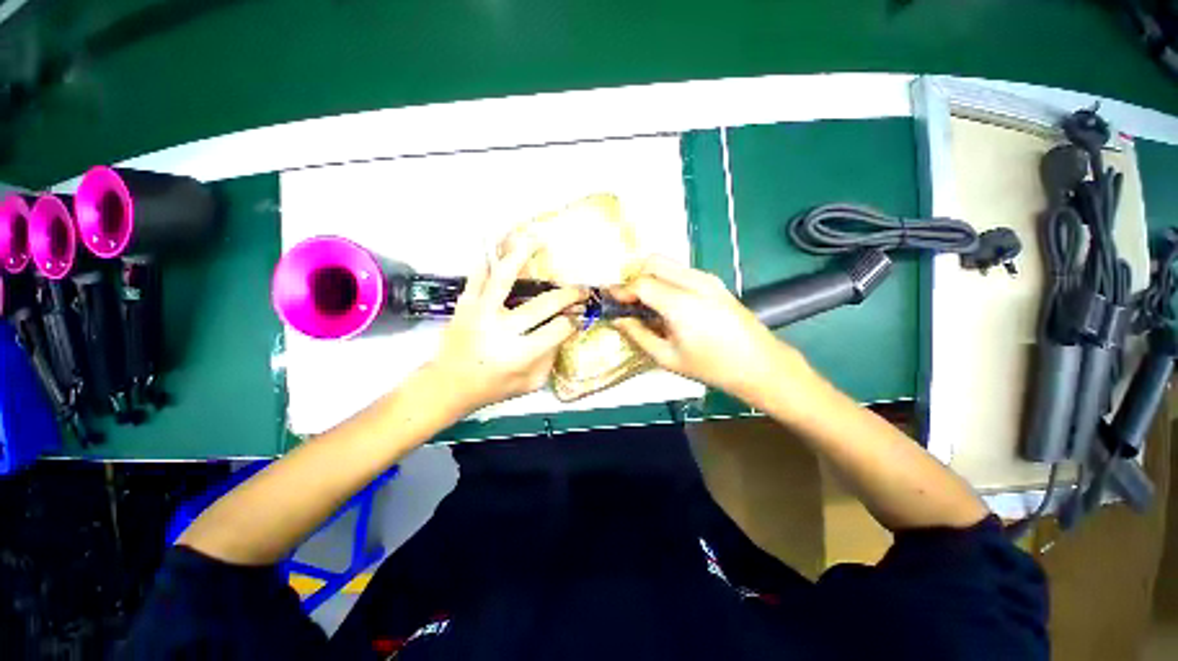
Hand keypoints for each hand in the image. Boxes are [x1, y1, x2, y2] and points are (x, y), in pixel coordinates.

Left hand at [429, 241, 583, 413]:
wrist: (449, 384)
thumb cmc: (493, 387)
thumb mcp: (531, 383)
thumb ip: (551, 358)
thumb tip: (566, 330)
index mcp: (519, 354)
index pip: (558, 330)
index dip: (573, 321)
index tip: (578, 317)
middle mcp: (501, 331)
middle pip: (543, 305)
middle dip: (568, 295)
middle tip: (580, 290)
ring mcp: (480, 313)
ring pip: (504, 278)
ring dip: (522, 256)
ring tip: (537, 240)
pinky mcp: (465, 305)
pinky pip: (477, 276)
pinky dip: (488, 258)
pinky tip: (498, 243)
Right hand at [612, 256, 803, 399]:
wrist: (759, 364)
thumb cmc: (711, 367)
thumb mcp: (667, 357)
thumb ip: (638, 334)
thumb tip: (619, 319)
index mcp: (681, 304)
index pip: (642, 283)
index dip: (622, 290)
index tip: (611, 300)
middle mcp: (694, 282)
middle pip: (653, 262)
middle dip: (635, 277)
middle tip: (629, 301)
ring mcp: (707, 278)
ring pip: (667, 263)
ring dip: (650, 276)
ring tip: (646, 303)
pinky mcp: (715, 281)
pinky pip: (681, 270)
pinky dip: (666, 279)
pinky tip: (667, 303)